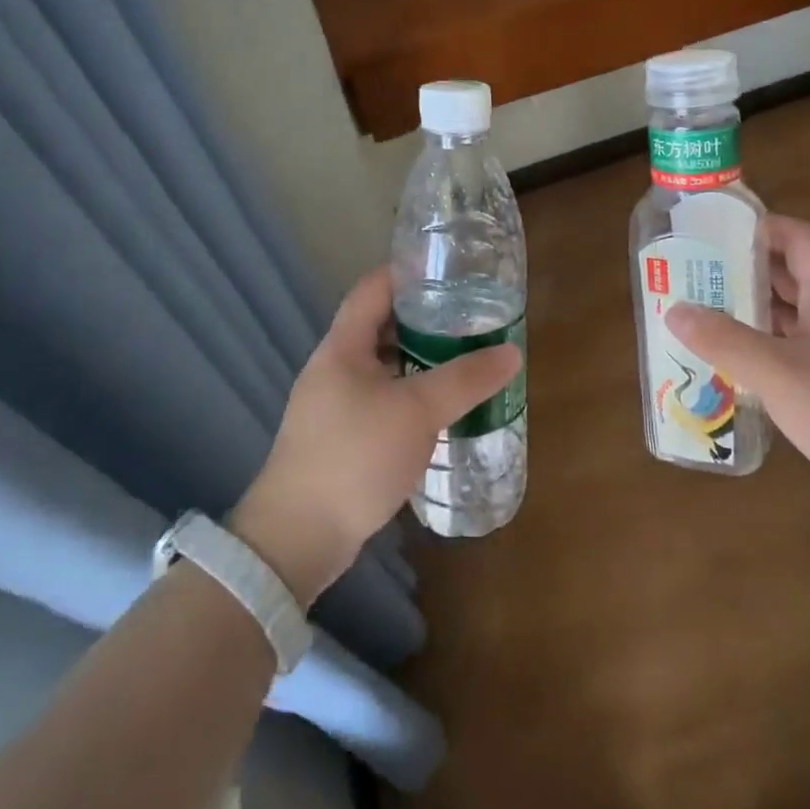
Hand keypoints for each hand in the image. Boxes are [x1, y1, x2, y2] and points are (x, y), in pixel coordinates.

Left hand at [231, 267, 522, 604]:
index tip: (450, 270)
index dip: (408, 272)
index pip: (373, 288)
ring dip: (419, 360)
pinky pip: (380, 399)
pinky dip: (409, 394)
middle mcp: (333, 368)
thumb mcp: (417, 412)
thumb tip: (511, 353)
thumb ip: (465, 380)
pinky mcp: (339, 437)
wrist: (297, 537)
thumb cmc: (355, 457)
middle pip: (379, 326)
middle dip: (423, 319)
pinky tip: (439, 409)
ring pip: (382, 366)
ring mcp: (333, 404)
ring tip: (463, 359)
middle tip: (469, 317)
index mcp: (343, 347)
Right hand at [666, 215, 809, 524]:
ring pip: (788, 315)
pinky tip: (726, 361)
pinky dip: (759, 348)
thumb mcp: (778, 371)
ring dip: (748, 311)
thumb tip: (674, 309)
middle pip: (788, 275)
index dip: (760, 226)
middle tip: (693, 273)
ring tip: (698, 312)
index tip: (714, 230)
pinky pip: (789, 350)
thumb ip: (724, 340)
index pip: (798, 238)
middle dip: (742, 270)